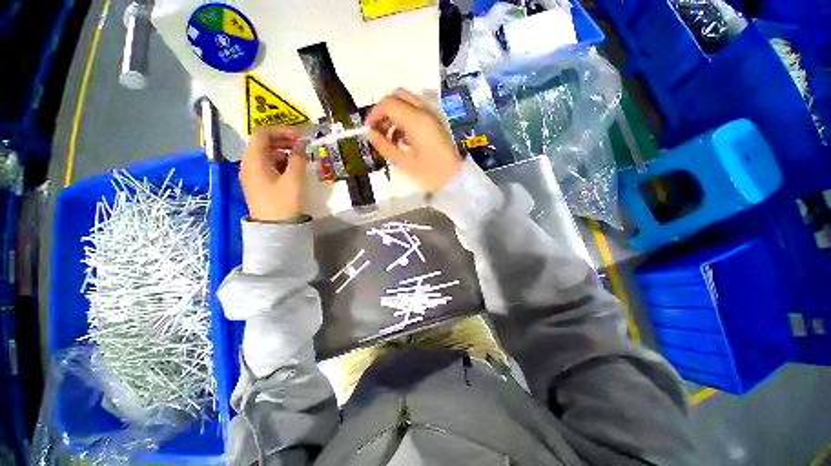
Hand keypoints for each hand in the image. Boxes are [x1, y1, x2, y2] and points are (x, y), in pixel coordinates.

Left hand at [240, 126, 307, 222]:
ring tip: (301, 158)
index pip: (263, 134)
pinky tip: (294, 169)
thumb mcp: (295, 179)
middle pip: (263, 143)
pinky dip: (281, 163)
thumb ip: (298, 158)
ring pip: (267, 155)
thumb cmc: (284, 202)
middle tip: (303, 145)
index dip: (282, 131)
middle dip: (284, 140)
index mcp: (254, 160)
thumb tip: (301, 144)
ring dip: (284, 152)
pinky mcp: (259, 185)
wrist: (276, 229)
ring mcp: (253, 175)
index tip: (301, 136)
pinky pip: (268, 166)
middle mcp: (249, 164)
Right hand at [366, 89, 461, 191]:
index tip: (368, 130)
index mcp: (417, 120)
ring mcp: (433, 115)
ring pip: (407, 102)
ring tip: (390, 139)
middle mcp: (426, 111)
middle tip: (378, 131)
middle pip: (398, 96)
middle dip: (384, 111)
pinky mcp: (437, 122)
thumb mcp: (404, 163)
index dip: (374, 114)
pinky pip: (416, 112)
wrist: (456, 179)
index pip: (389, 103)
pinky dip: (405, 119)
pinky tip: (403, 140)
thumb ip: (384, 146)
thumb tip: (370, 133)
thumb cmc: (430, 174)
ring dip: (395, 115)